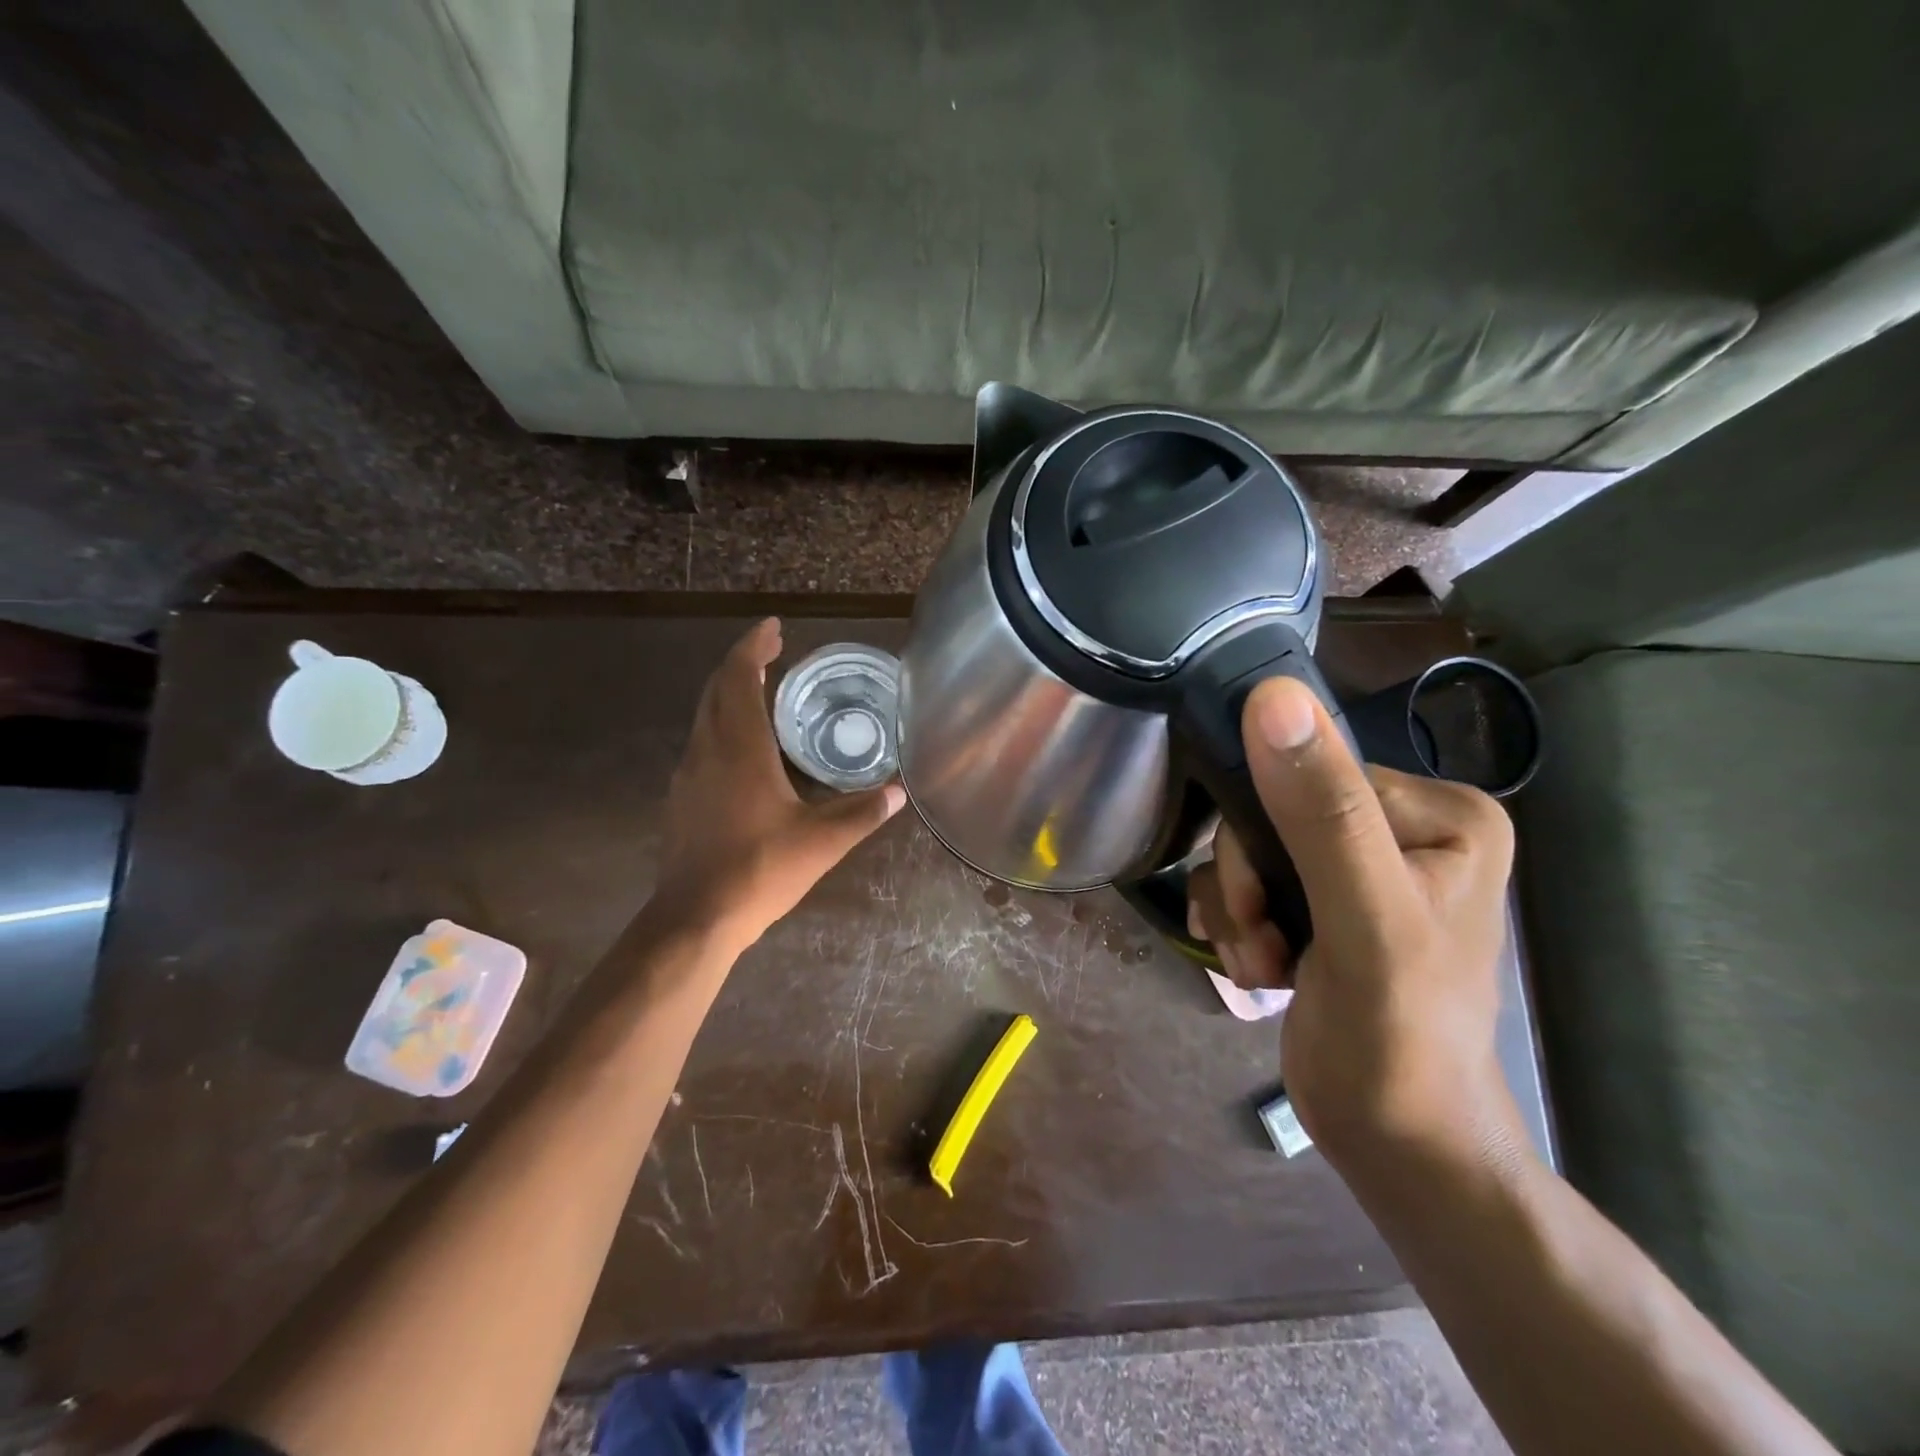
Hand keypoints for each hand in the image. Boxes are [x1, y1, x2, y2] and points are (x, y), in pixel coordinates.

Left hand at [655, 619, 903, 947]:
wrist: (695, 918)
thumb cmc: (759, 870)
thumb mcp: (821, 841)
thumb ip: (862, 812)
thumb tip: (899, 792)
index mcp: (739, 749)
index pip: (738, 677)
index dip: (753, 646)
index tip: (773, 627)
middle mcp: (707, 751)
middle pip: (716, 689)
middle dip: (742, 663)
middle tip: (773, 652)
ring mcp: (688, 775)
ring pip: (705, 716)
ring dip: (730, 693)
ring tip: (764, 692)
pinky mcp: (682, 799)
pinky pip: (702, 743)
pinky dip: (723, 725)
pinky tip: (747, 749)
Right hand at [1186, 676, 1523, 1174]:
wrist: (1396, 1142)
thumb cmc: (1398, 1036)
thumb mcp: (1365, 919)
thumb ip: (1322, 810)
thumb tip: (1272, 695)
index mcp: (1441, 811)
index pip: (1311, 775)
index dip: (1265, 834)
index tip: (1262, 904)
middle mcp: (1403, 825)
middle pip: (1273, 811)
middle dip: (1249, 882)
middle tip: (1262, 939)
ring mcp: (1360, 864)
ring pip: (1251, 847)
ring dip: (1239, 908)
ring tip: (1264, 962)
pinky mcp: (1325, 898)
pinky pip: (1250, 879)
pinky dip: (1240, 923)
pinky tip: (1260, 965)